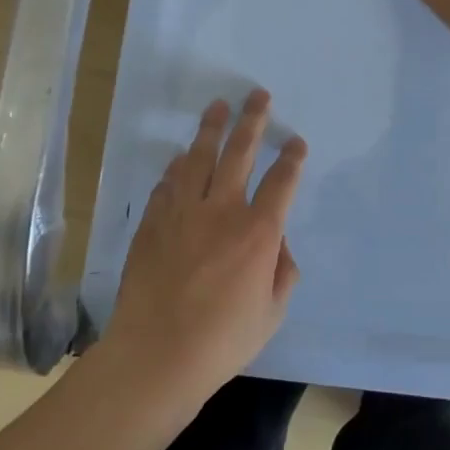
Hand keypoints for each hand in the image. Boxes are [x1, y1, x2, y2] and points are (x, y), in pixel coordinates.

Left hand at [100, 90, 307, 412]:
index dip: (291, 158)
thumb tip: (279, 245)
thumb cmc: (222, 340)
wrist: (156, 354)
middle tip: (258, 95)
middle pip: (240, 152)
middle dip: (252, 120)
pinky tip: (181, 157)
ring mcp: (183, 212)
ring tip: (218, 107)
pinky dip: (177, 167)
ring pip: (199, 157)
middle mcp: (222, 211)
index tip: (296, 141)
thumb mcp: (271, 314)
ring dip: (211, 129)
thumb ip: (283, 273)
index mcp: (258, 233)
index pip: (281, 182)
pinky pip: (168, 183)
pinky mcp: (153, 222)